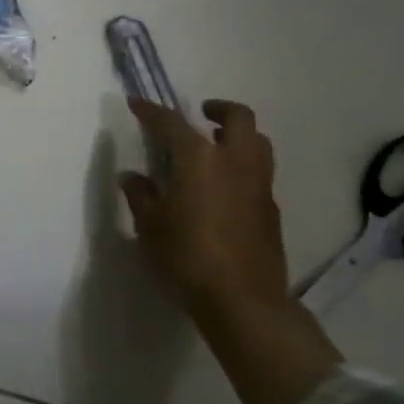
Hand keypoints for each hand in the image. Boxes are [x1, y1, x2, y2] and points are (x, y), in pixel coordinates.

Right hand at [119, 98, 340, 403]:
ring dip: (238, 135)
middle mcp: (235, 160)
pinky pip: (260, 171)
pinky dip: (244, 166)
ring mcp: (259, 183)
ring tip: (216, 148)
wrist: (242, 300)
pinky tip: (226, 187)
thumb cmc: (187, 257)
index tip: (137, 104)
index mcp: (200, 158)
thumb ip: (141, 195)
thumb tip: (132, 177)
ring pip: (258, 141)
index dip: (151, 111)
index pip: (171, 122)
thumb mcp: (150, 226)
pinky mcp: (271, 208)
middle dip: (219, 108)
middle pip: (238, 116)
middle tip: (201, 115)